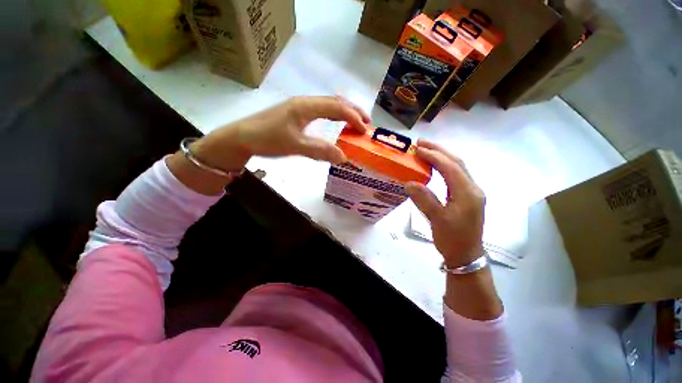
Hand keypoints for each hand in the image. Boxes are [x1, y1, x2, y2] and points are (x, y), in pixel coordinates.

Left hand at [168, 96, 368, 195]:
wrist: (242, 136)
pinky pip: (321, 111)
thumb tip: (344, 157)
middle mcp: (305, 102)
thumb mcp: (295, 146)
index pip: (337, 107)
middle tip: (366, 123)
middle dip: (353, 111)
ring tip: (355, 123)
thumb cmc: (267, 139)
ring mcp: (300, 107)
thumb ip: (319, 150)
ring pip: (328, 105)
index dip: (353, 117)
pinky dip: (334, 116)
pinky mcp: (296, 113)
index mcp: (306, 106)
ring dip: (344, 112)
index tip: (364, 131)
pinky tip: (335, 123)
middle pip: (335, 101)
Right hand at [405, 140, 484, 267]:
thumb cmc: (452, 239)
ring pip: (458, 167)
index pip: (450, 167)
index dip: (434, 156)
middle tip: (421, 142)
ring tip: (426, 150)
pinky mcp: (467, 196)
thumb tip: (409, 182)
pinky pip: (456, 175)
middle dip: (439, 150)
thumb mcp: (437, 220)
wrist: (466, 255)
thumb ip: (424, 199)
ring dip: (442, 156)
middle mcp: (473, 188)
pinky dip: (444, 166)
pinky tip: (434, 166)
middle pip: (457, 162)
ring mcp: (471, 191)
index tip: (417, 149)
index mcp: (467, 193)